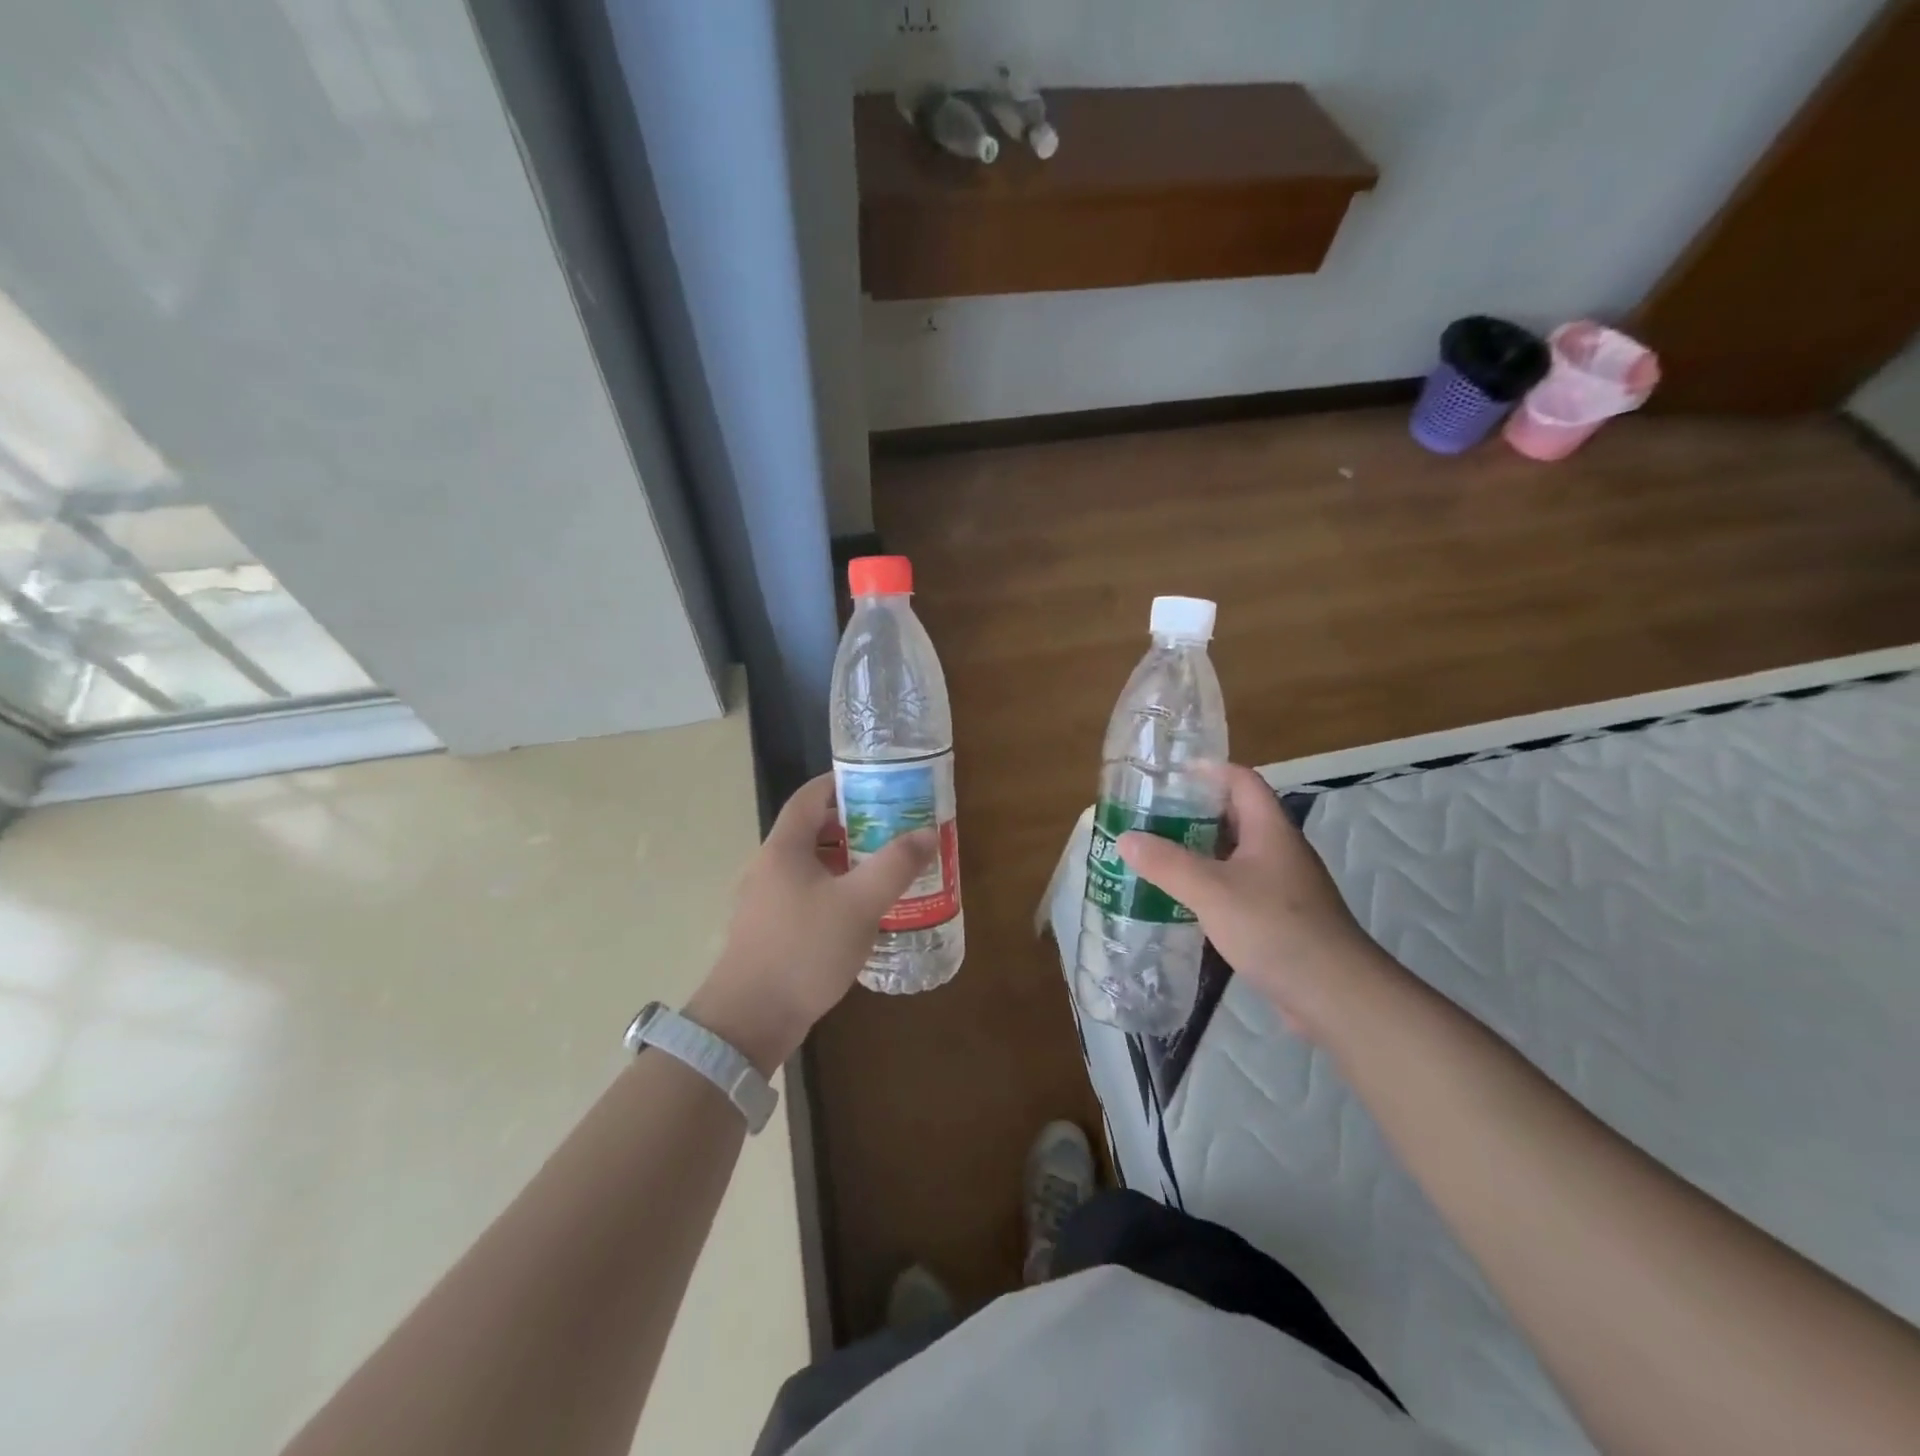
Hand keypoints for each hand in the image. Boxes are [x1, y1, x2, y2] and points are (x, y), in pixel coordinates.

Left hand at [688, 773, 935, 1072]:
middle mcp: (769, 866)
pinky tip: (861, 912)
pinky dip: (834, 890)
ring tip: (885, 867)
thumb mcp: (859, 904)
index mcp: (784, 848)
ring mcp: (765, 900)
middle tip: (893, 827)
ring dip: (846, 861)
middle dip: (853, 824)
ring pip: (810, 865)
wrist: (749, 1020)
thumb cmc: (804, 949)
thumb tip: (927, 832)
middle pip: (811, 829)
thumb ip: (895, 865)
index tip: (880, 784)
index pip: (810, 796)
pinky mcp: (770, 930)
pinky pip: (806, 895)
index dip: (842, 782)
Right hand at [1116, 763, 1379, 1040]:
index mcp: (1270, 830)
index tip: (1168, 775)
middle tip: (1150, 817)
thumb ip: (1167, 863)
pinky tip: (1181, 900)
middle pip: (1235, 816)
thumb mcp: (1212, 891)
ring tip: (1156, 855)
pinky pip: (1237, 887)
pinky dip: (1208, 885)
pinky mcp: (1278, 917)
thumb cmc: (1275, 929)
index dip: (1208, 770)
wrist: (1335, 995)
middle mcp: (1279, 850)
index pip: (1241, 780)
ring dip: (1198, 851)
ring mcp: (1282, 886)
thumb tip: (1125, 838)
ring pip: (1234, 855)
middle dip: (1193, 813)